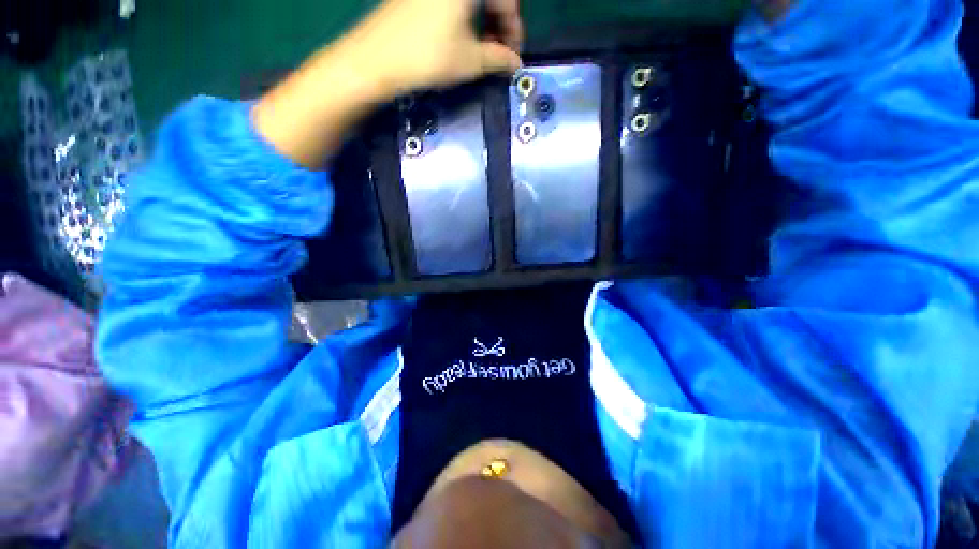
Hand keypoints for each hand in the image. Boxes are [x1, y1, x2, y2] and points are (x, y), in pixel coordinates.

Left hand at [349, 0, 524, 93]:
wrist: (376, 59)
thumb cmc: (428, 57)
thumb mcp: (470, 61)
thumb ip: (499, 59)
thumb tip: (516, 64)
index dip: (514, 26)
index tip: (514, 54)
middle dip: (500, 22)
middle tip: (500, 52)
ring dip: (483, 21)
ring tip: (482, 50)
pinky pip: (452, 2)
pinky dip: (465, 17)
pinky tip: (462, 39)